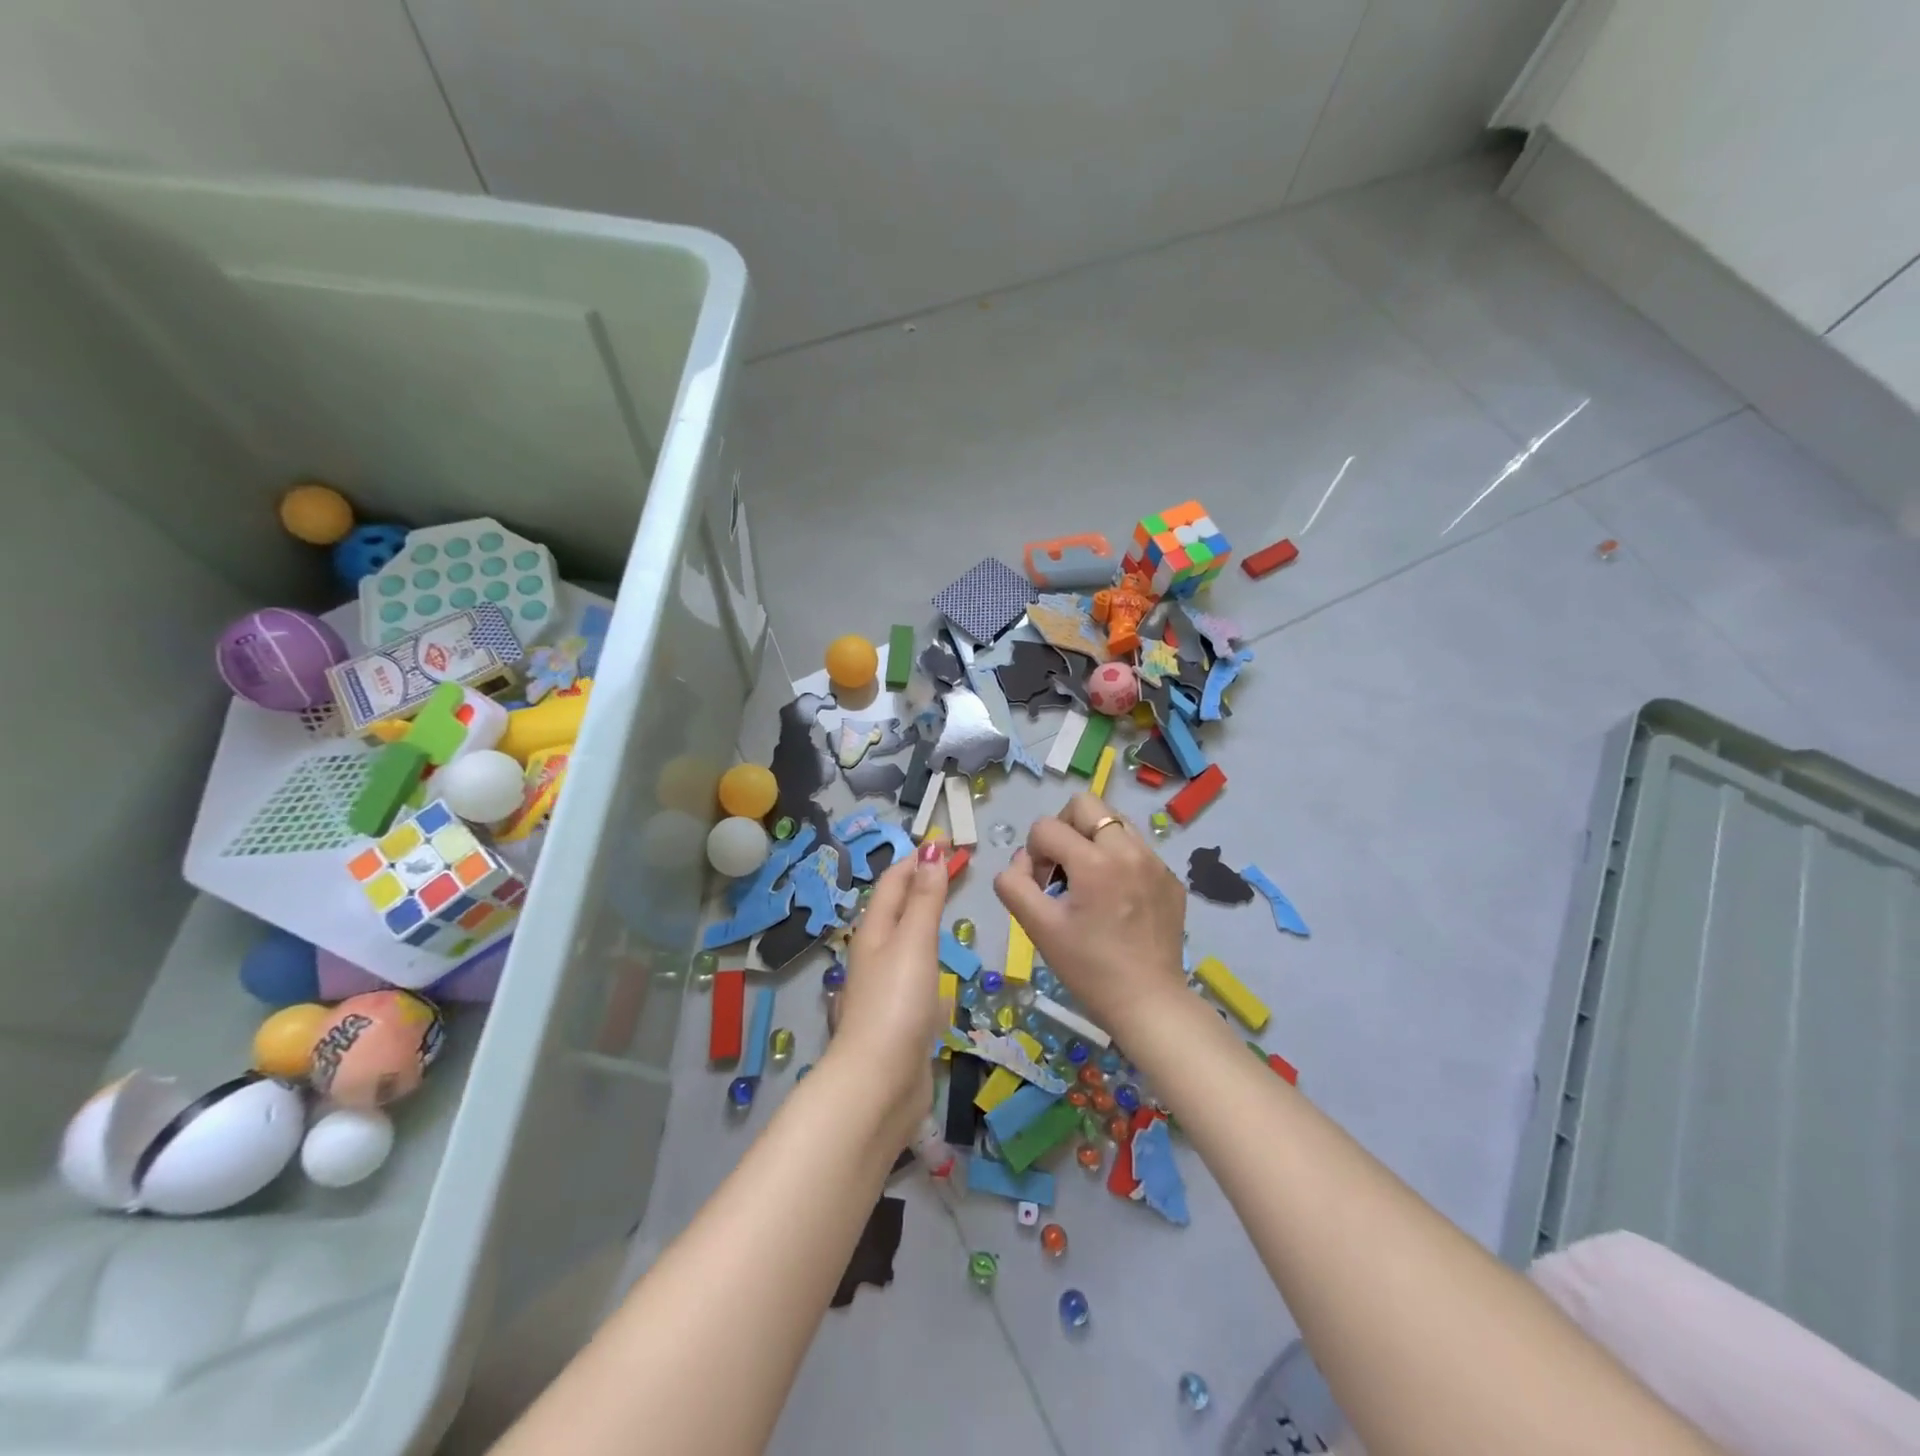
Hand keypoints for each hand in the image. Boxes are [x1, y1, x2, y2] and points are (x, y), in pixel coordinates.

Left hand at [831, 842, 949, 1144]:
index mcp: (874, 932)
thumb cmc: (897, 1004)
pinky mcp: (900, 1017)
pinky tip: (941, 970)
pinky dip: (929, 958)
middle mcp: (875, 955)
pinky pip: (915, 974)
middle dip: (921, 885)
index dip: (916, 859)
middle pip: (897, 909)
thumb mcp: (913, 942)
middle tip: (954, 868)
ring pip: (905, 942)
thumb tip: (929, 851)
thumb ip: (924, 899)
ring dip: (923, 920)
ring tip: (949, 909)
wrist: (879, 1083)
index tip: (944, 842)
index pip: (894, 882)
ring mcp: (886, 988)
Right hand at [993, 793, 1187, 1043]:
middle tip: (1062, 869)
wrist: (1148, 1003)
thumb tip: (1021, 862)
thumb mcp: (1038, 928)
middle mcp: (1129, 850)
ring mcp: (1155, 862)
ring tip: (1089, 881)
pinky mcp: (1170, 879)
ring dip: (1092, 841)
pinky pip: (1137, 849)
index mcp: (1095, 861)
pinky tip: (1117, 900)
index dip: (1033, 853)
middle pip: (1086, 805)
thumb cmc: (1088, 968)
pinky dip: (1118, 861)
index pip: (1046, 827)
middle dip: (1064, 829)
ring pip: (1114, 822)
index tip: (1042, 888)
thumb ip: (1013, 884)